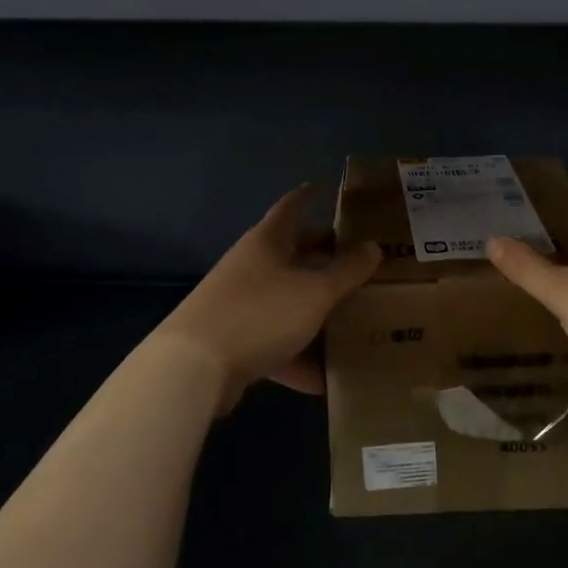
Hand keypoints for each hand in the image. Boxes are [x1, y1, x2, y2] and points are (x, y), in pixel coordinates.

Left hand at [155, 185, 380, 405]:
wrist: (193, 368)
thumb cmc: (261, 313)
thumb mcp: (315, 292)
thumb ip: (347, 271)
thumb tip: (373, 247)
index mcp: (267, 242)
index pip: (291, 207)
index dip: (308, 196)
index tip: (322, 187)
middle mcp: (250, 266)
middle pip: (290, 254)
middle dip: (320, 254)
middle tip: (353, 255)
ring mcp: (238, 304)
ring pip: (284, 300)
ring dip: (312, 309)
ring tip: (348, 317)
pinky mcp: (232, 342)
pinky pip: (274, 343)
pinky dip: (298, 357)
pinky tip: (324, 380)